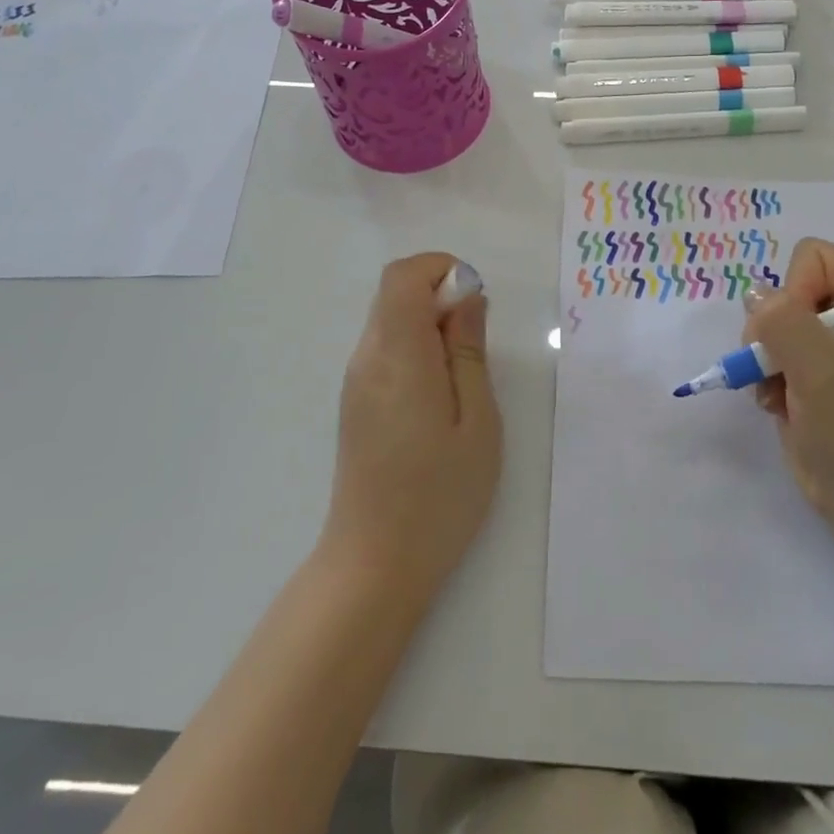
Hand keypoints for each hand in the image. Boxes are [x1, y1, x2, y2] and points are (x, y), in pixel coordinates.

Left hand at [321, 254, 501, 606]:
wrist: (374, 564)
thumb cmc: (439, 494)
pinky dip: (417, 347)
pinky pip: (386, 349)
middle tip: (477, 341)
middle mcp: (367, 358)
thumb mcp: (477, 420)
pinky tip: (440, 394)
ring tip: (463, 374)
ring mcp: (356, 381)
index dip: (441, 269)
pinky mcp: (356, 402)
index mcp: (398, 356)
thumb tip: (468, 298)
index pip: (402, 276)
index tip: (475, 299)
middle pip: (394, 293)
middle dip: (440, 295)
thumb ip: (469, 351)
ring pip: (390, 319)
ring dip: (430, 323)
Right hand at [745, 238, 833, 545]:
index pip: (814, 257)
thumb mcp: (823, 372)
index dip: (795, 291)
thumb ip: (784, 321)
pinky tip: (777, 405)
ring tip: (780, 393)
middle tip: (781, 369)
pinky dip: (766, 378)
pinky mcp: (812, 373)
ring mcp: (832, 345)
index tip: (799, 338)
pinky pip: (770, 352)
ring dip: (766, 358)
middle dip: (774, 330)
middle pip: (788, 289)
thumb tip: (754, 296)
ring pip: (771, 322)